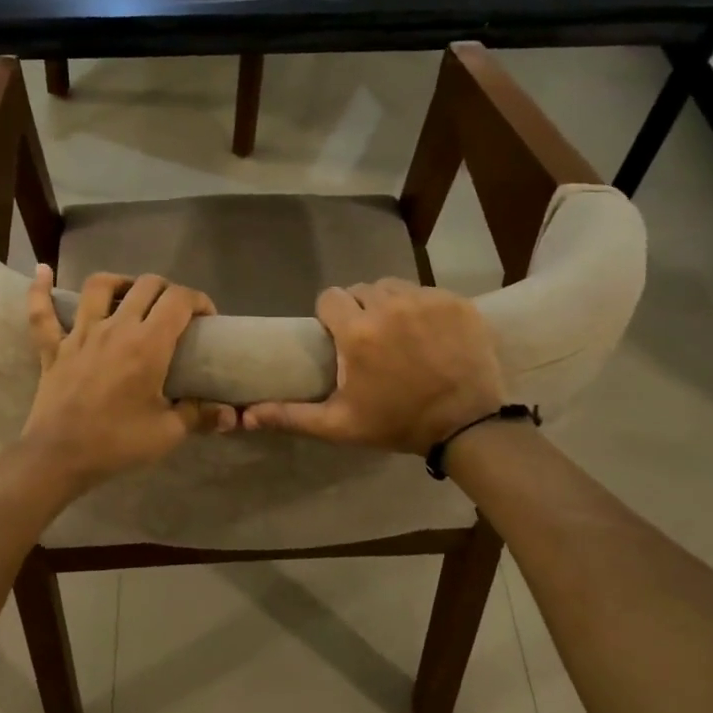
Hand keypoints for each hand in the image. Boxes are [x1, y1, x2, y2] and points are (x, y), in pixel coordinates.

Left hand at [19, 266, 236, 493]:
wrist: (59, 457)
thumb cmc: (117, 443)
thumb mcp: (168, 433)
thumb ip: (200, 415)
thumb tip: (229, 414)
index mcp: (148, 344)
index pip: (179, 300)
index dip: (199, 301)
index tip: (207, 319)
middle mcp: (115, 328)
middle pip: (146, 285)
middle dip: (168, 290)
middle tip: (175, 312)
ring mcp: (80, 334)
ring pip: (99, 286)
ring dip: (120, 282)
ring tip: (130, 294)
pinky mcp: (53, 348)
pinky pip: (42, 312)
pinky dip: (41, 290)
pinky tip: (43, 271)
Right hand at [242, 278, 507, 454]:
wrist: (466, 425)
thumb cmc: (397, 423)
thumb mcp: (340, 425)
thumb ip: (291, 416)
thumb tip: (246, 416)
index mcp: (358, 332)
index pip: (330, 297)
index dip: (330, 315)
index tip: (338, 336)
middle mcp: (390, 306)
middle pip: (362, 290)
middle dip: (360, 309)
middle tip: (370, 339)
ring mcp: (427, 301)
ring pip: (395, 286)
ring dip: (390, 304)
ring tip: (398, 333)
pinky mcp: (457, 302)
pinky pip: (427, 292)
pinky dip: (423, 308)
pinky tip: (429, 334)